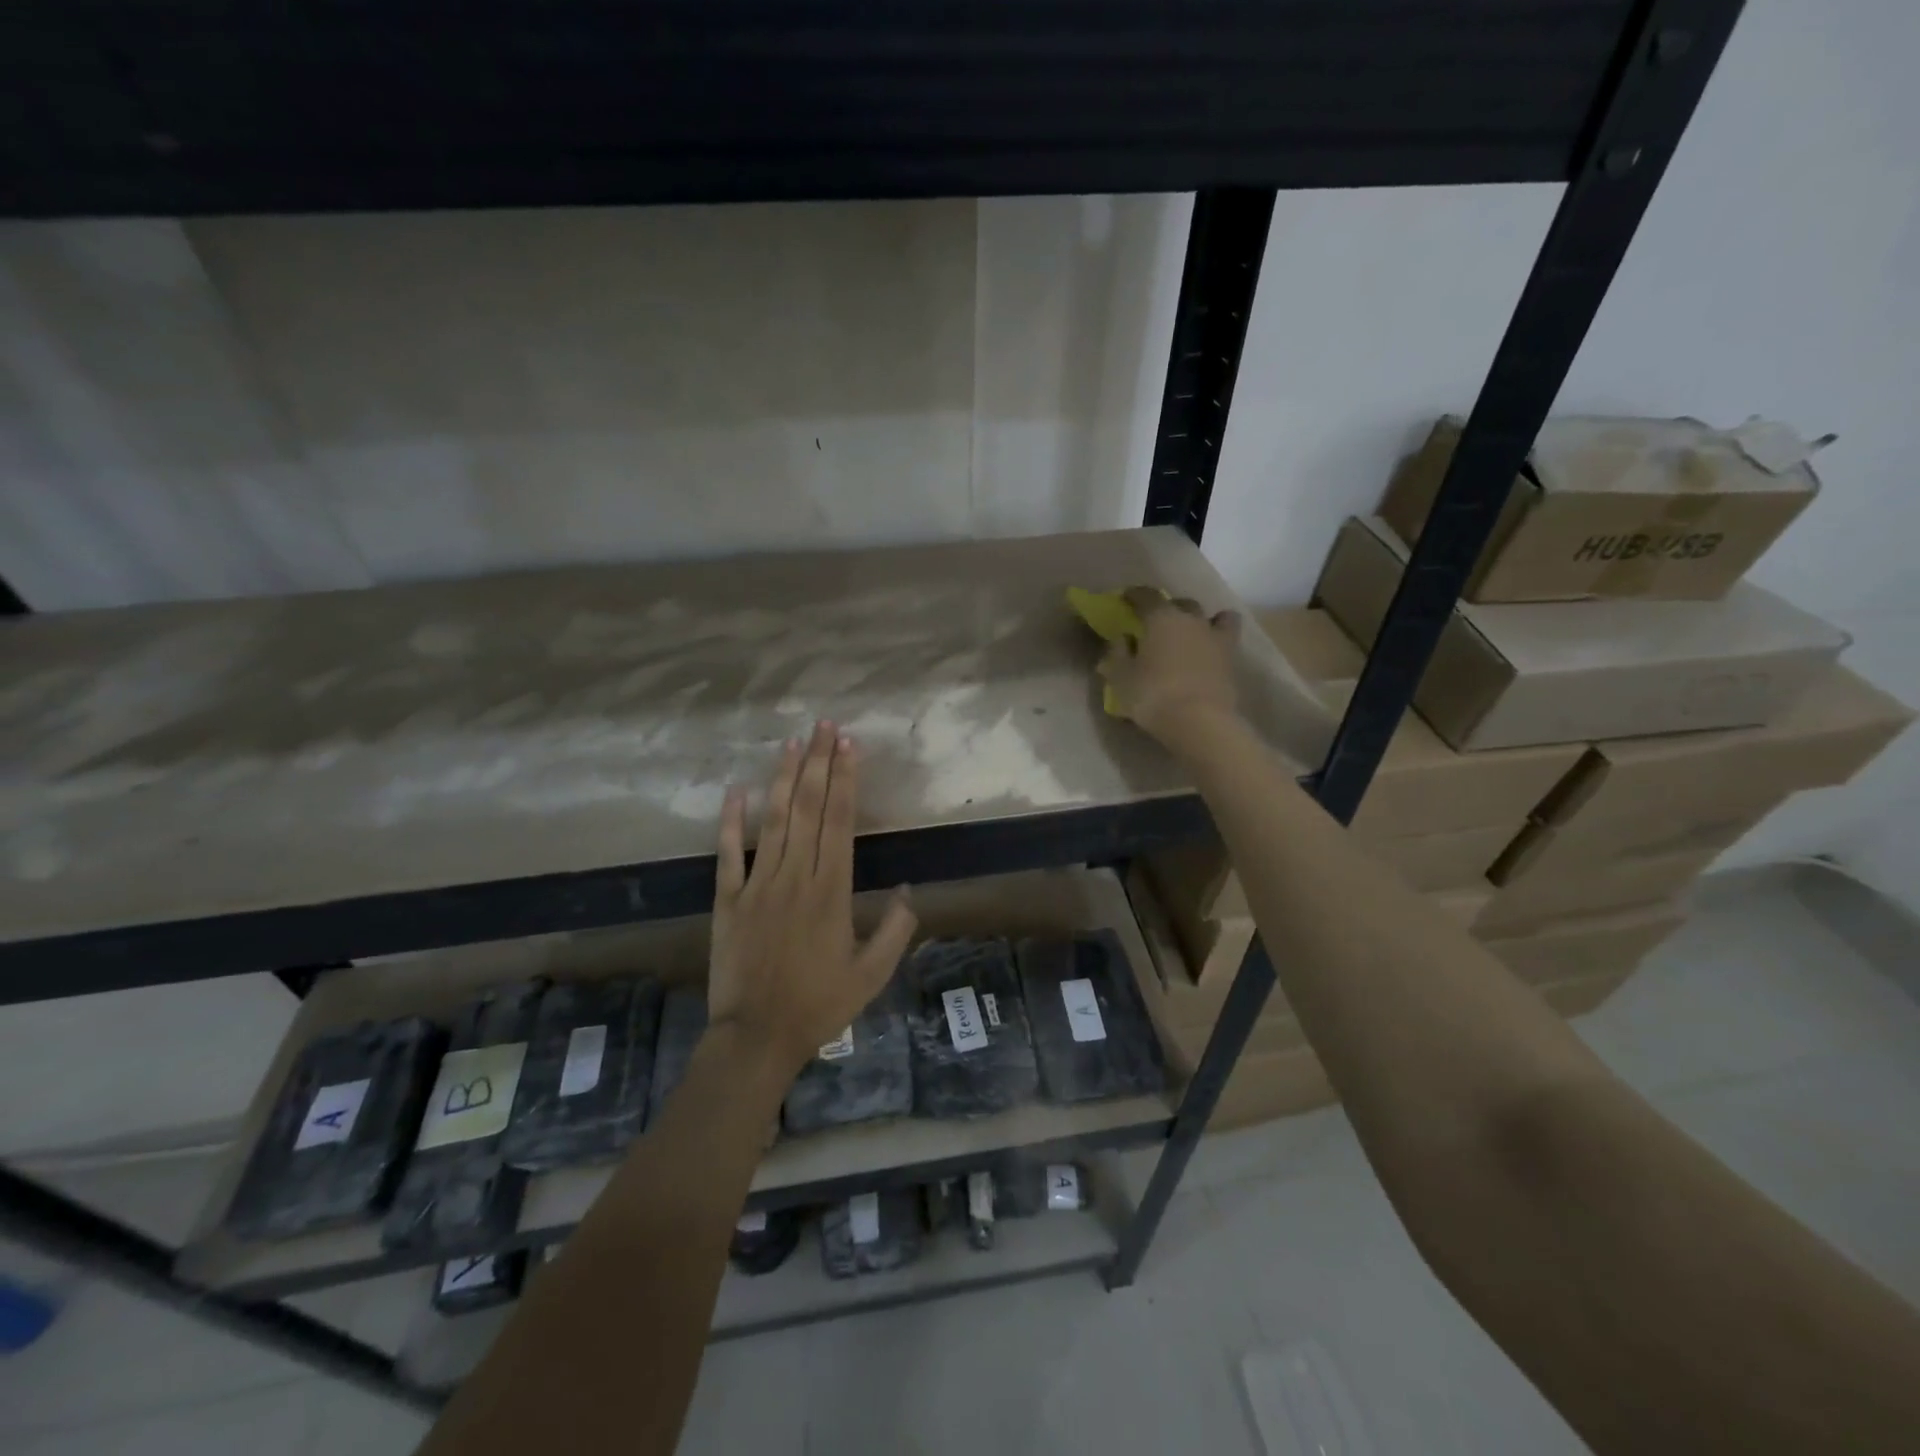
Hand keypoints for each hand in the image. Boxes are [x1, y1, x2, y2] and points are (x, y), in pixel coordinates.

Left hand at [708, 719, 917, 1078]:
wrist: (757, 1037)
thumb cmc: (820, 1005)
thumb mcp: (872, 974)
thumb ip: (896, 930)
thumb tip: (910, 891)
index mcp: (832, 891)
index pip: (839, 822)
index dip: (844, 780)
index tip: (848, 746)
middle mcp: (796, 877)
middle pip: (808, 809)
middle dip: (818, 764)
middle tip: (824, 727)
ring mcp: (758, 885)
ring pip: (773, 821)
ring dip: (783, 779)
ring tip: (792, 743)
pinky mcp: (728, 900)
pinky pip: (729, 854)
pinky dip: (731, 822)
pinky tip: (735, 791)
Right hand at [1098, 588, 1242, 750]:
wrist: (1199, 721)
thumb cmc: (1152, 696)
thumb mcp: (1120, 678)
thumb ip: (1116, 654)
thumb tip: (1121, 639)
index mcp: (1160, 618)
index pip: (1146, 596)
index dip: (1134, 595)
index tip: (1126, 599)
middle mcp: (1190, 619)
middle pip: (1180, 603)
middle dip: (1168, 609)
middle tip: (1157, 624)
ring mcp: (1215, 637)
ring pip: (1213, 616)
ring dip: (1201, 621)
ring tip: (1192, 634)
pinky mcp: (1231, 659)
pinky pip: (1227, 638)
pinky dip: (1218, 639)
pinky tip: (1210, 650)